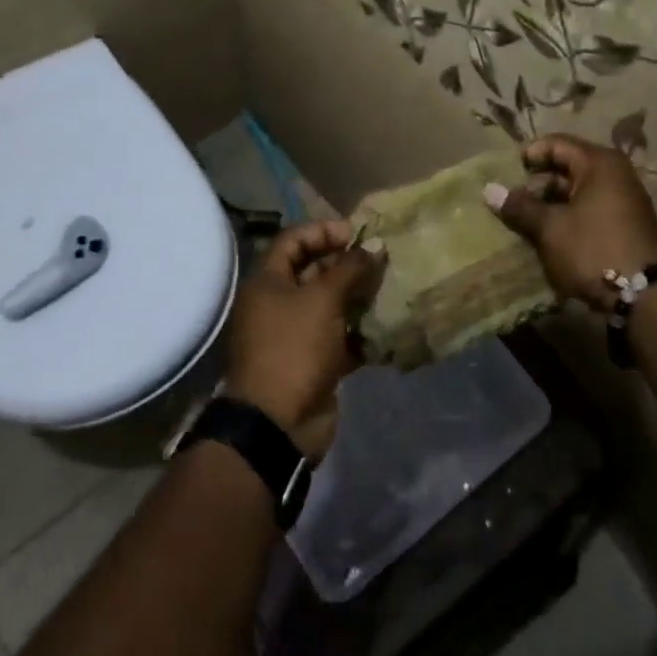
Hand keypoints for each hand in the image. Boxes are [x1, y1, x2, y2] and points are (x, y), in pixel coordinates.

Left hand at [225, 220, 385, 459]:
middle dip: (347, 264)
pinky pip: (339, 337)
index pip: (294, 239)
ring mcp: (295, 335)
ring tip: (388, 288)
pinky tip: (386, 325)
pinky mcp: (313, 362)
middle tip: (380, 261)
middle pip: (313, 271)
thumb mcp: (323, 300)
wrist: (278, 424)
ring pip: (329, 305)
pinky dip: (360, 331)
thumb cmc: (294, 348)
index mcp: (268, 282)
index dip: (324, 231)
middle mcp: (277, 303)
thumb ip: (350, 268)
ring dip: (357, 297)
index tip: (358, 235)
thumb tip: (376, 244)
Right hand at [484, 134, 656, 312]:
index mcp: (599, 163)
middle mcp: (615, 174)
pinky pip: (591, 209)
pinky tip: (551, 236)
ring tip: (528, 223)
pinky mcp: (626, 224)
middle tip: (515, 204)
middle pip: (568, 166)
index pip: (557, 144)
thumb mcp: (550, 228)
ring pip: (578, 191)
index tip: (508, 174)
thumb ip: (520, 206)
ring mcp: (624, 199)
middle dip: (539, 184)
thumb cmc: (593, 249)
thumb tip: (489, 189)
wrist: (645, 297)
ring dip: (552, 204)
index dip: (530, 155)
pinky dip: (570, 217)